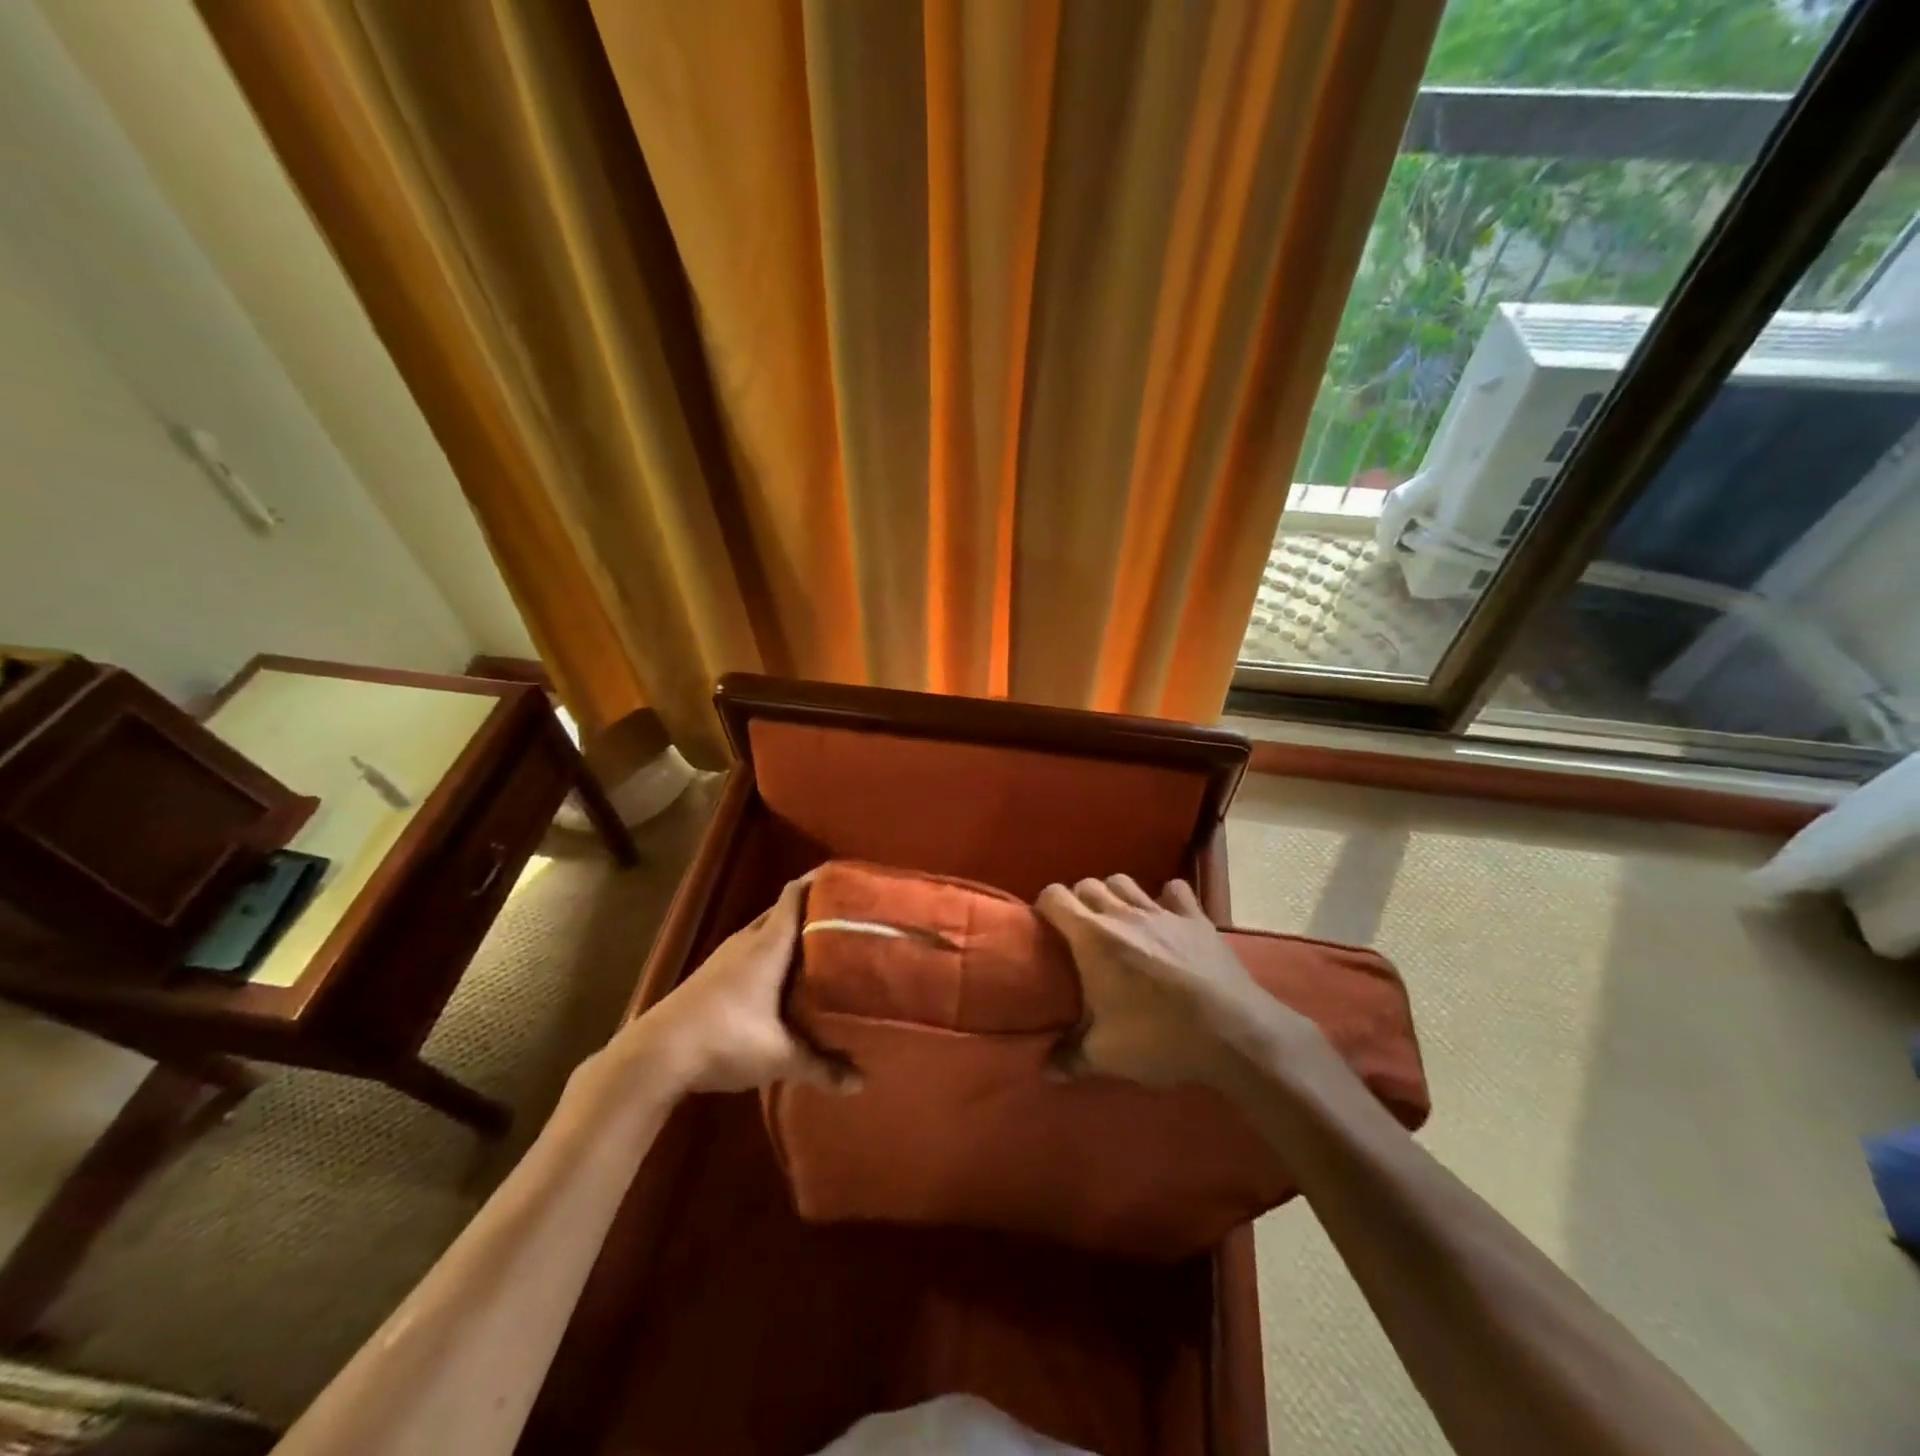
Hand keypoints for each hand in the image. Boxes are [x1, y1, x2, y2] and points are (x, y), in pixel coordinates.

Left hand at [627, 875, 858, 1094]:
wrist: (654, 1055)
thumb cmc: (725, 1039)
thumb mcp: (779, 1057)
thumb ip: (822, 1066)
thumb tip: (862, 1083)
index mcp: (769, 944)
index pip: (796, 894)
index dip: (822, 882)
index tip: (851, 882)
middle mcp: (747, 939)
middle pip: (785, 910)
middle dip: (815, 910)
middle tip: (850, 920)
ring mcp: (726, 955)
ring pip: (767, 931)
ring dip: (792, 934)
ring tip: (824, 946)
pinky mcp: (712, 974)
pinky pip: (752, 949)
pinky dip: (772, 953)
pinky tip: (784, 977)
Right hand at [1035, 875, 1327, 1089]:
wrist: (1233, 1032)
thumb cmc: (1158, 1037)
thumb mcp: (1106, 1056)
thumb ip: (1070, 1058)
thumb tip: (1045, 1070)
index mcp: (1092, 937)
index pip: (1055, 896)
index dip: (1045, 906)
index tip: (1045, 928)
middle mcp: (1122, 914)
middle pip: (1088, 885)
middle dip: (1079, 901)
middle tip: (1080, 933)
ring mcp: (1162, 911)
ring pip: (1125, 881)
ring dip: (1115, 895)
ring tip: (1117, 921)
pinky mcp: (1195, 918)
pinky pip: (1175, 891)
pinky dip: (1166, 898)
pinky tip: (1166, 918)